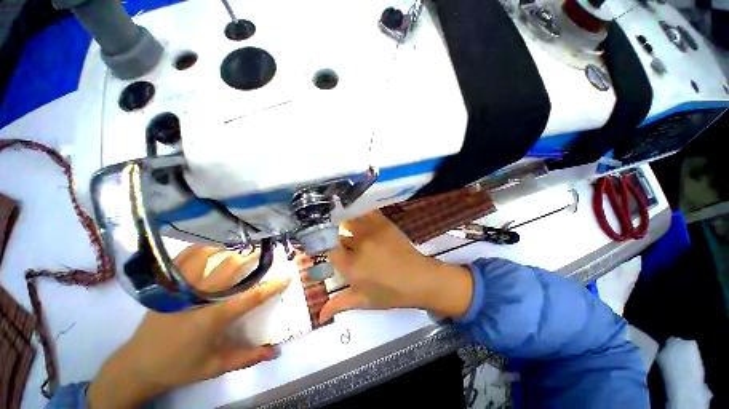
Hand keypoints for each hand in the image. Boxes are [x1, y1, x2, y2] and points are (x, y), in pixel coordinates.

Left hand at [87, 245, 289, 408]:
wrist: (138, 364)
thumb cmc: (180, 366)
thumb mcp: (216, 366)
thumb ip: (248, 357)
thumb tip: (276, 352)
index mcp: (213, 318)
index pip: (250, 297)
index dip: (272, 286)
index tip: (287, 276)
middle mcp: (199, 297)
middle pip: (230, 267)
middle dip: (250, 258)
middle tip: (262, 254)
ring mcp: (181, 288)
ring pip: (208, 256)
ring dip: (227, 250)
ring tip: (238, 249)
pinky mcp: (168, 285)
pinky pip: (185, 257)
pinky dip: (200, 248)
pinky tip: (211, 247)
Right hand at [318, 211, 472, 322]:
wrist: (419, 279)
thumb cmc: (391, 293)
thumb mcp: (363, 301)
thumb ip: (339, 304)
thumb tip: (318, 316)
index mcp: (350, 265)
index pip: (329, 251)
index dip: (327, 250)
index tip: (330, 251)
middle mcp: (357, 245)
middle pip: (338, 234)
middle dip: (336, 237)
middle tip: (339, 239)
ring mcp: (371, 231)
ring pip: (350, 220)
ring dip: (346, 222)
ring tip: (345, 223)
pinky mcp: (383, 223)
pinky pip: (367, 212)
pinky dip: (361, 212)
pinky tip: (359, 212)